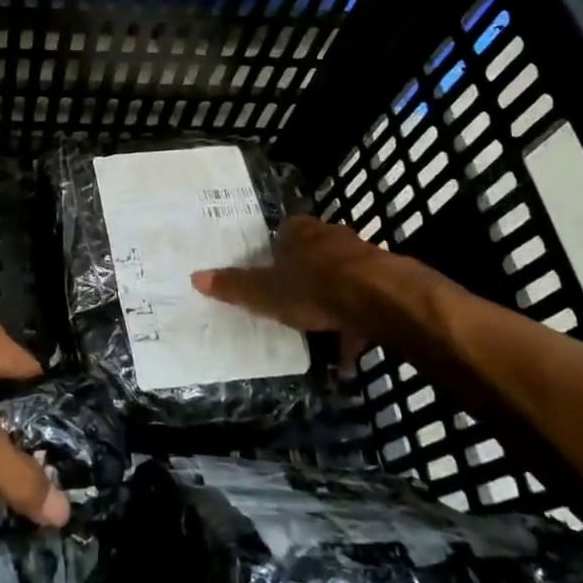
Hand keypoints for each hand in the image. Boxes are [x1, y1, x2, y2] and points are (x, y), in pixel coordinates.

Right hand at [192, 216, 428, 355]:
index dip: (275, 253)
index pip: (283, 233)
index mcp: (299, 231)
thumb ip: (234, 286)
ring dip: (332, 300)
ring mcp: (363, 257)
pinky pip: (365, 301)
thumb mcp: (266, 292)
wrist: (381, 298)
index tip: (269, 274)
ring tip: (322, 332)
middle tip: (292, 303)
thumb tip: (195, 277)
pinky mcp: (387, 280)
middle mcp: (331, 236)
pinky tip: (349, 351)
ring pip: (341, 277)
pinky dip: (356, 323)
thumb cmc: (315, 288)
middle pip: (313, 254)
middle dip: (305, 276)